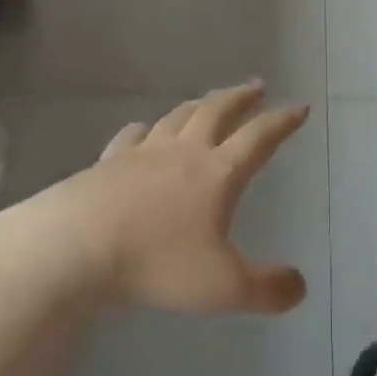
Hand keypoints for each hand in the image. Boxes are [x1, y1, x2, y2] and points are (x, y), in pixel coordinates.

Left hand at [56, 82, 310, 315]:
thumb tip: (300, 286)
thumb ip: (266, 289)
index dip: (282, 122)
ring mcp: (143, 153)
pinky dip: (146, 128)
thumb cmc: (156, 263)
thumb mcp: (222, 287)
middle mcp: (184, 152)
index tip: (299, 106)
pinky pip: (133, 136)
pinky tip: (143, 129)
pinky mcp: (109, 162)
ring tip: (209, 101)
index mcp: (217, 173)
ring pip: (178, 117)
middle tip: (256, 86)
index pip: (259, 138)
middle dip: (240, 97)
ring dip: (199, 105)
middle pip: (218, 112)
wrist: (76, 247)